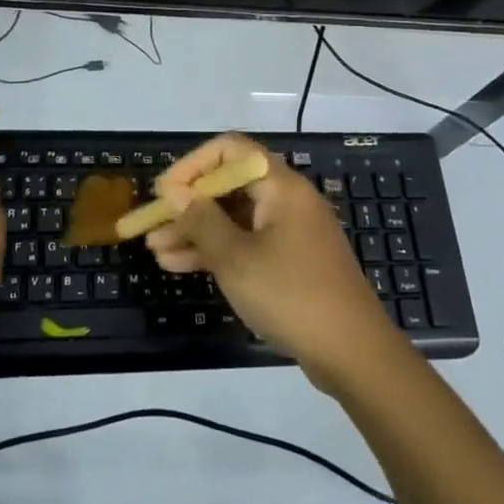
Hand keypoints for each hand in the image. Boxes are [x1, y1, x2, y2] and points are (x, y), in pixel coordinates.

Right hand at [148, 134, 403, 391]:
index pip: (230, 150)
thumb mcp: (235, 258)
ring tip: (156, 251)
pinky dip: (216, 250)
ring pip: (233, 218)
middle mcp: (286, 200)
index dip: (192, 165)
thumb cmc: (291, 294)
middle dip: (187, 204)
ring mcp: (289, 231)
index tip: (164, 192)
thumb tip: (174, 191)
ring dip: (195, 230)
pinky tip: (180, 265)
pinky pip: (245, 242)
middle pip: (228, 186)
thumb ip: (201, 220)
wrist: (353, 353)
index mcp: (280, 186)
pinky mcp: (290, 260)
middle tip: (151, 225)